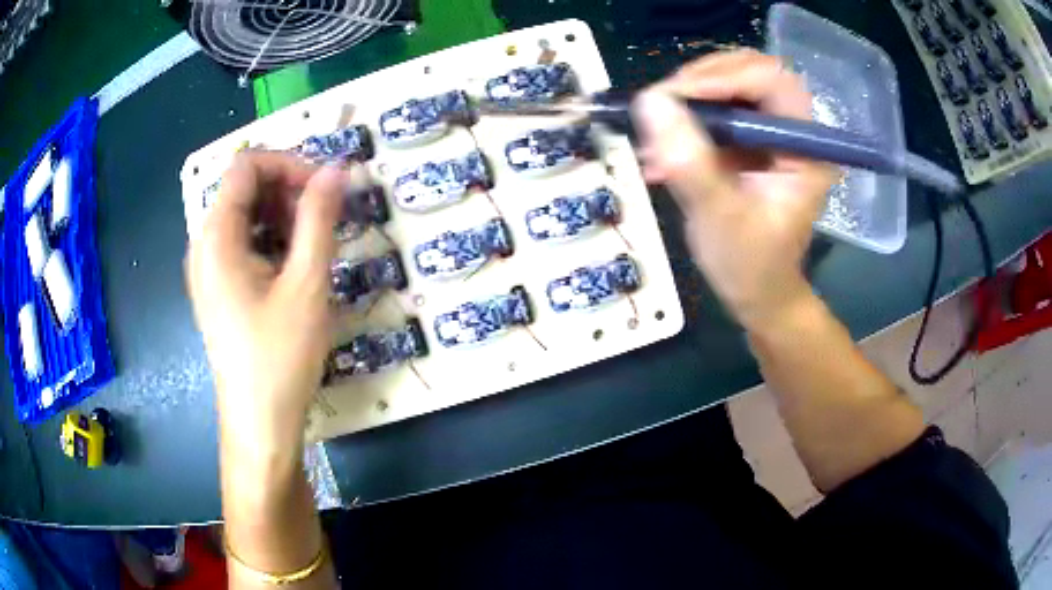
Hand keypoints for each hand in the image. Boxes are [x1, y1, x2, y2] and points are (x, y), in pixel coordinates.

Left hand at [186, 152, 349, 449]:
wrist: (259, 422)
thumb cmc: (280, 356)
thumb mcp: (306, 283)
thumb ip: (319, 218)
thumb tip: (337, 169)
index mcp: (216, 236)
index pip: (246, 165)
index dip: (289, 164)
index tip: (326, 188)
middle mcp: (205, 244)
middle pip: (245, 188)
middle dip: (288, 190)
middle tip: (327, 219)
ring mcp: (209, 268)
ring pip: (246, 216)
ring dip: (284, 217)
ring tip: (316, 247)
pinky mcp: (219, 288)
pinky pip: (244, 244)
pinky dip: (273, 241)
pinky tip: (297, 269)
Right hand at [632, 49, 834, 328]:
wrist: (759, 294)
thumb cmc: (751, 266)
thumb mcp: (720, 216)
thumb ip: (689, 161)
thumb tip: (650, 101)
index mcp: (805, 147)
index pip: (772, 80)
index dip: (723, 76)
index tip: (675, 96)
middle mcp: (792, 131)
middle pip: (749, 72)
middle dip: (701, 82)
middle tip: (661, 105)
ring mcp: (770, 134)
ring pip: (729, 86)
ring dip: (687, 101)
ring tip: (655, 131)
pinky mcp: (749, 142)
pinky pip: (716, 111)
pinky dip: (684, 121)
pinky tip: (659, 150)